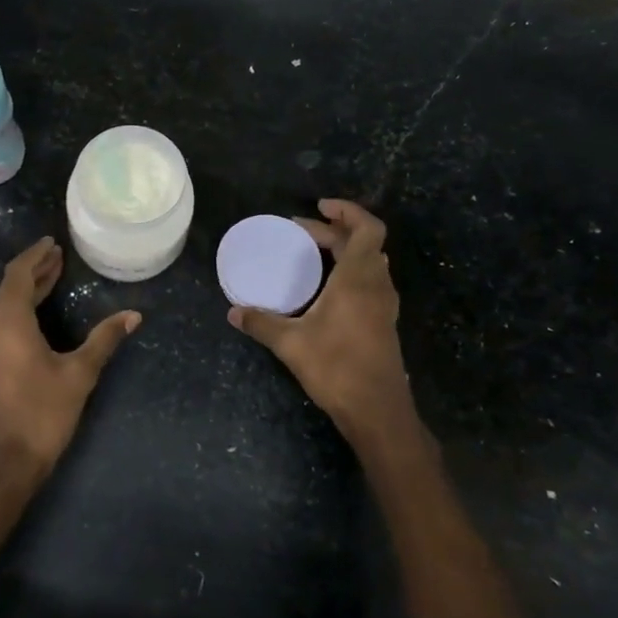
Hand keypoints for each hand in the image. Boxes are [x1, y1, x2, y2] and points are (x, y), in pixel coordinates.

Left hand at [0, 237, 139, 485]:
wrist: (3, 464)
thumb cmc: (41, 414)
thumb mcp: (79, 374)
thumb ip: (104, 340)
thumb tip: (133, 315)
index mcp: (9, 323)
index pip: (18, 275)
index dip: (35, 256)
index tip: (53, 242)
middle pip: (10, 286)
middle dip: (34, 269)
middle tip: (59, 255)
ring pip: (5, 304)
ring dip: (28, 288)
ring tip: (54, 275)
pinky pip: (4, 321)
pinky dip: (23, 306)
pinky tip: (41, 312)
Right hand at [228, 200, 415, 452]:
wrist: (377, 410)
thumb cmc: (337, 368)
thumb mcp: (291, 344)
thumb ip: (261, 323)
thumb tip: (233, 312)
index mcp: (358, 279)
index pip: (367, 228)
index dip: (348, 211)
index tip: (319, 207)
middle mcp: (377, 285)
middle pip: (364, 243)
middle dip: (334, 231)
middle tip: (300, 233)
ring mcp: (384, 305)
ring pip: (370, 262)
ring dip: (346, 250)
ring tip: (314, 253)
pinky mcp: (383, 322)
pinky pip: (370, 281)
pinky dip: (351, 271)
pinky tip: (328, 288)